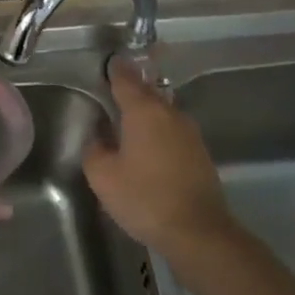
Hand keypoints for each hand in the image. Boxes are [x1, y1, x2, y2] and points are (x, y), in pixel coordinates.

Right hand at [83, 57, 230, 253]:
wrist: (198, 231)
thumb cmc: (145, 198)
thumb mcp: (103, 177)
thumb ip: (94, 151)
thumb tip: (98, 138)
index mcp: (143, 111)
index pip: (126, 79)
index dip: (115, 69)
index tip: (108, 62)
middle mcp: (169, 113)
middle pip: (148, 92)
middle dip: (132, 89)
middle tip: (114, 90)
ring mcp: (189, 133)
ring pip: (163, 111)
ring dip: (147, 112)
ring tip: (129, 120)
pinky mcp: (200, 153)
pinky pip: (173, 131)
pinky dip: (159, 131)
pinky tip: (149, 146)